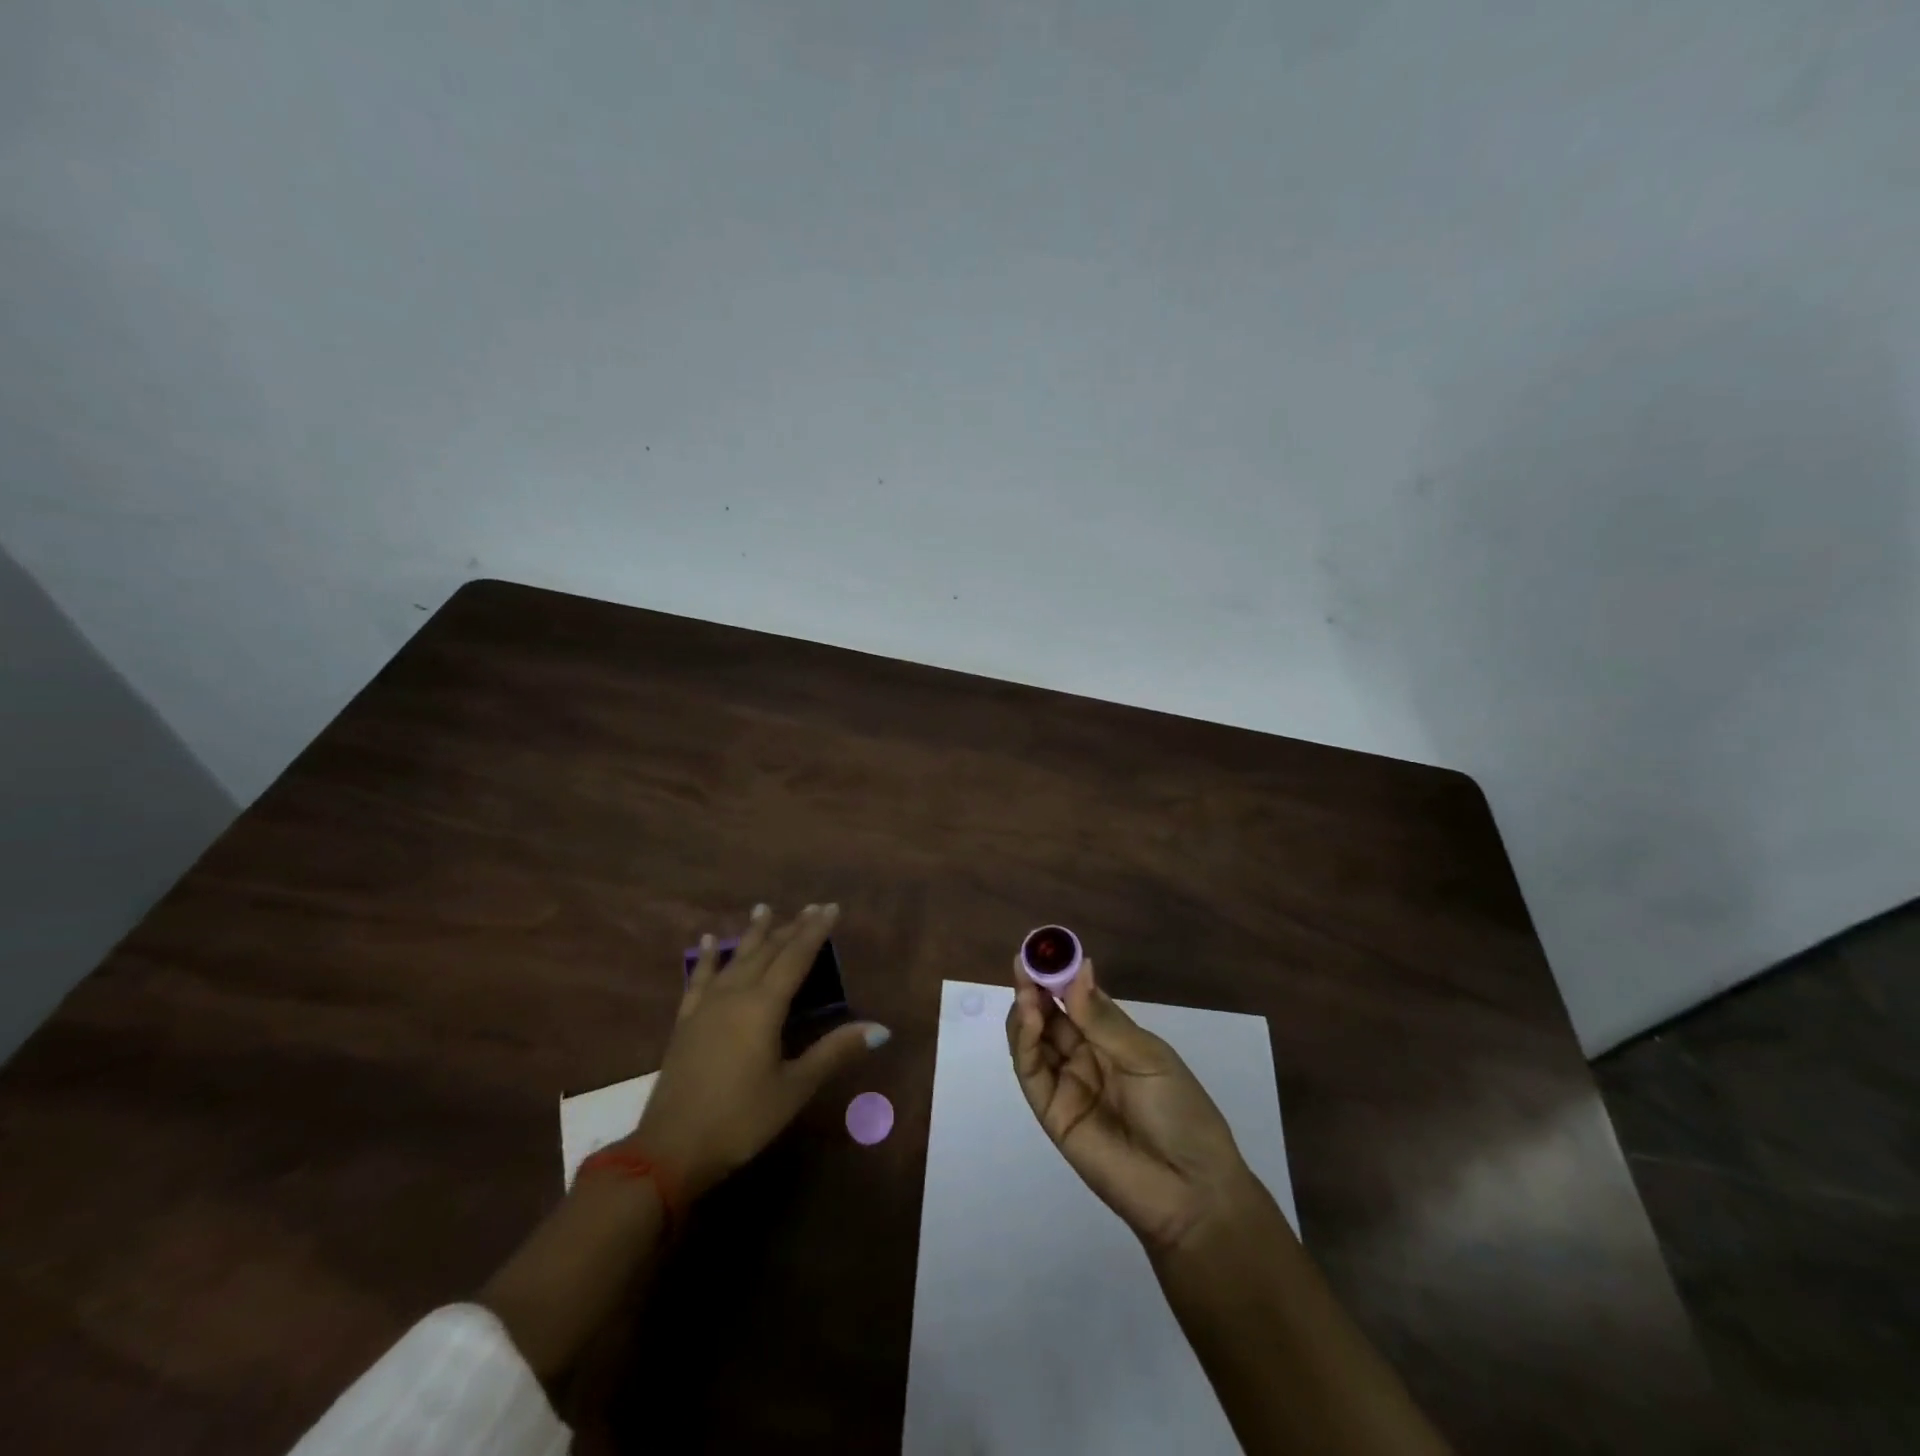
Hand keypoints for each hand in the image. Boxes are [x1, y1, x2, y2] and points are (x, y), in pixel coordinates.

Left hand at [629, 903, 889, 1200]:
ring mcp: (706, 1006)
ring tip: (763, 908)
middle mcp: (735, 995)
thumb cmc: (740, 1119)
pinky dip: (706, 958)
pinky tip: (705, 942)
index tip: (830, 907)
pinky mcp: (686, 1021)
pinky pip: (699, 978)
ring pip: (735, 958)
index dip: (815, 932)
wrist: (670, 1149)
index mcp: (764, 1007)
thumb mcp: (794, 1088)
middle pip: (767, 952)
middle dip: (790, 928)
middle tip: (809, 907)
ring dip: (752, 933)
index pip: (795, 958)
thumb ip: (834, 1052)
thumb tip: (880, 1028)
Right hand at [1006, 955, 1255, 1253]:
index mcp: (1113, 1040)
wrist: (1191, 1192)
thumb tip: (1079, 969)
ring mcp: (1066, 1085)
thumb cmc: (1181, 1113)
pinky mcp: (1052, 1112)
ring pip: (1033, 1041)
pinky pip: (1032, 1073)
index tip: (1044, 949)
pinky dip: (1024, 1043)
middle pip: (1050, 1016)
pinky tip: (1030, 1018)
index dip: (1060, 975)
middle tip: (1024, 963)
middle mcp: (1085, 1057)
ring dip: (1026, 1012)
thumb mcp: (1147, 1058)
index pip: (1077, 999)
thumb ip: (1104, 1019)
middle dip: (1035, 988)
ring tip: (1026, 990)